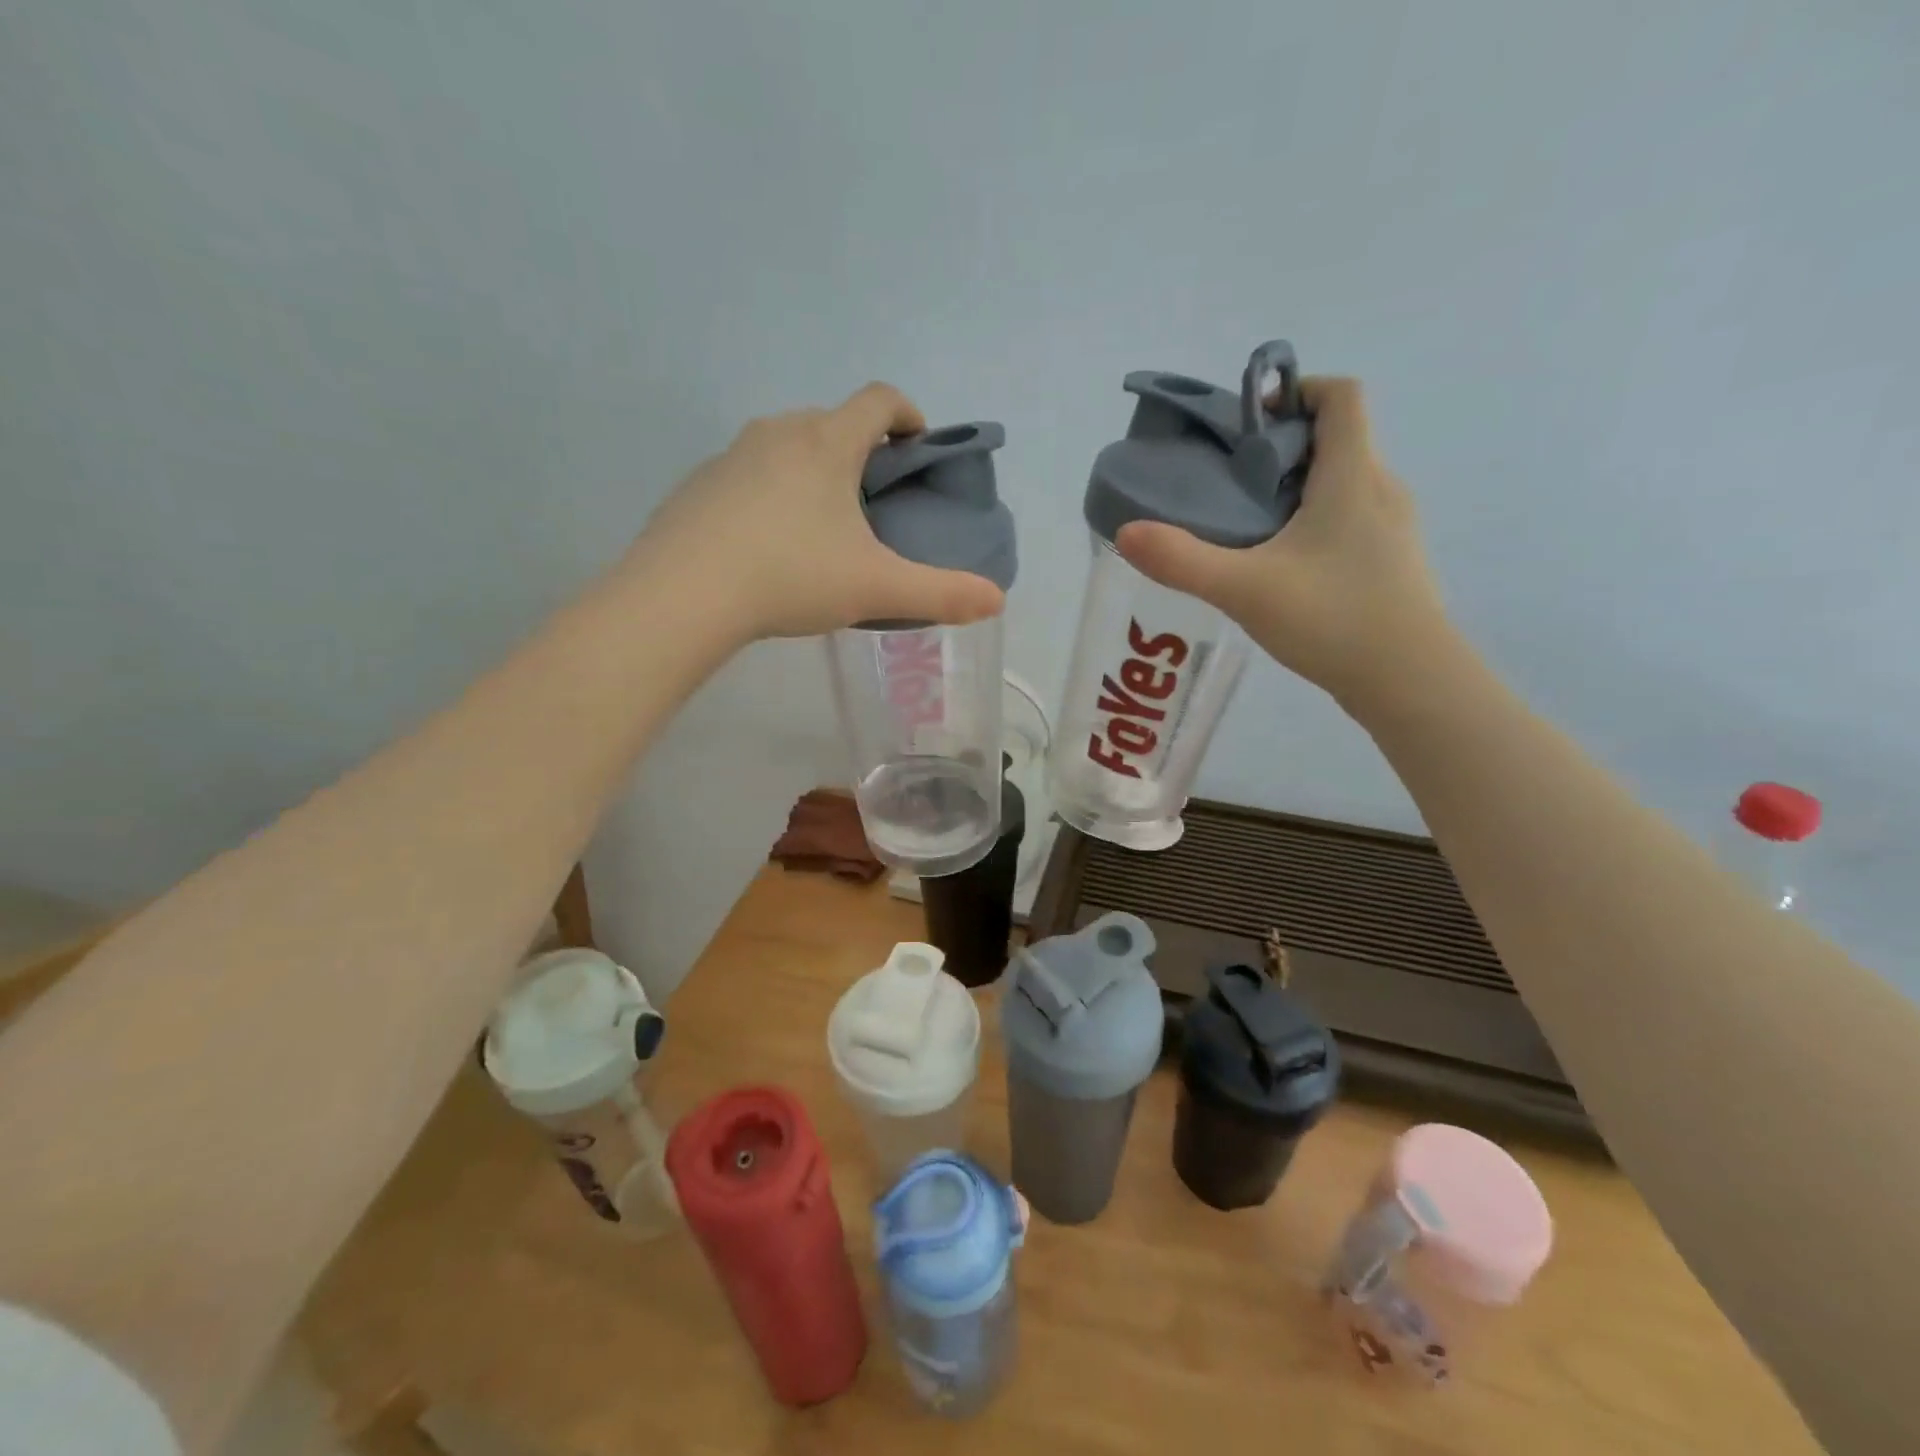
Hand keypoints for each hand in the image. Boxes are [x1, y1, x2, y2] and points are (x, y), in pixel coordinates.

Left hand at [627, 384, 1006, 641]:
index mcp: (827, 443)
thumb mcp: (875, 588)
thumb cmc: (790, 576)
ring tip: (821, 528)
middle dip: (860, 451)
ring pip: (787, 447)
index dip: (907, 414)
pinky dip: (770, 494)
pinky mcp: (699, 485)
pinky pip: (748, 474)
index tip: (917, 446)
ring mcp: (731, 455)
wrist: (683, 594)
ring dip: (813, 471)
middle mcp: (779, 433)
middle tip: (872, 502)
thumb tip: (997, 601)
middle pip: (832, 422)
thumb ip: (941, 593)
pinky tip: (768, 545)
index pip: (878, 400)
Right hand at [1115, 378, 1451, 707]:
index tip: (1251, 420)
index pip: (1341, 396)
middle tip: (1230, 482)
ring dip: (1297, 489)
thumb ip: (1182, 561)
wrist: (1410, 681)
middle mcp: (1381, 490)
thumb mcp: (1245, 589)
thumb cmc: (1333, 618)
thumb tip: (1126, 533)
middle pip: (1337, 440)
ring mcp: (1393, 529)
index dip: (1298, 391)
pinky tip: (1283, 568)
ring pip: (1343, 484)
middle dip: (1282, 448)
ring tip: (1248, 527)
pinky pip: (1351, 520)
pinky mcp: (1392, 563)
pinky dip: (1314, 524)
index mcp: (1353, 476)